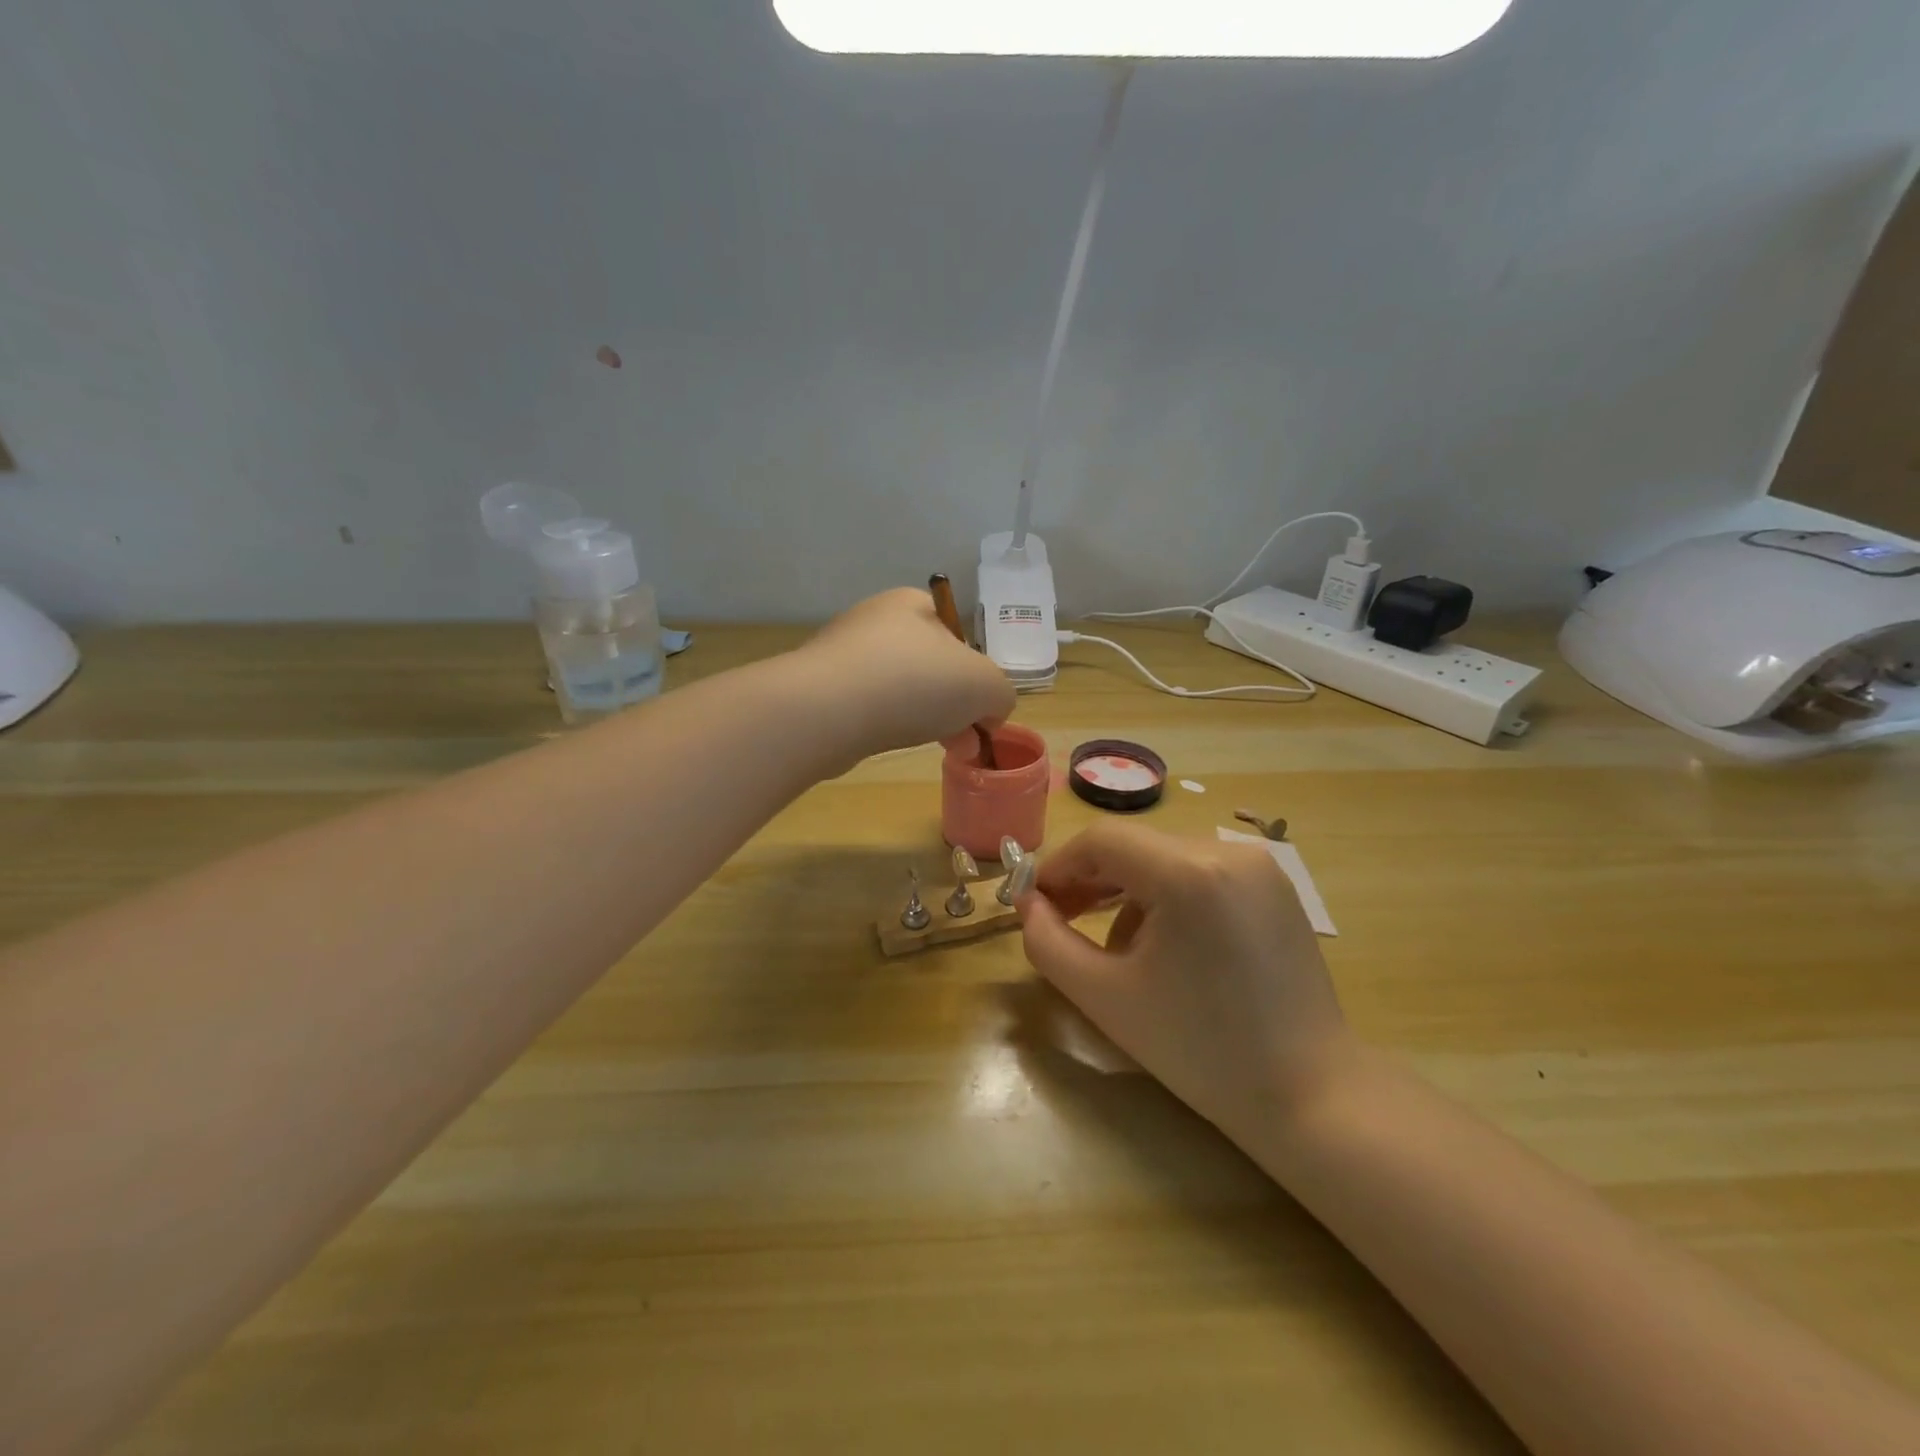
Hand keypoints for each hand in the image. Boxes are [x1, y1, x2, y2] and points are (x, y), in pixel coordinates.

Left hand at [797, 587, 1016, 761]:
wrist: (827, 711)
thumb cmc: (916, 682)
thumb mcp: (985, 686)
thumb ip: (1000, 694)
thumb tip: (988, 711)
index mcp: (912, 603)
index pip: (956, 633)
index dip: (976, 673)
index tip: (982, 711)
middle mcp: (875, 620)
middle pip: (930, 664)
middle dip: (955, 704)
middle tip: (966, 741)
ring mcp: (843, 654)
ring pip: (900, 688)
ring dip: (926, 718)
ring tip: (942, 750)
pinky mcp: (821, 689)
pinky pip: (869, 707)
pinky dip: (887, 725)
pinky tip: (893, 744)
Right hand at [1018, 821, 1352, 1143]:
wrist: (1309, 1096)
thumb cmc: (1199, 1050)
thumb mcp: (1105, 998)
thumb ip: (1049, 943)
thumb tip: (1028, 905)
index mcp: (1189, 873)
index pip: (1102, 840)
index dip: (1059, 866)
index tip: (1035, 904)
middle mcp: (1227, 851)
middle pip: (1135, 847)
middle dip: (1091, 882)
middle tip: (1060, 921)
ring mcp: (1258, 866)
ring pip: (1165, 860)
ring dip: (1128, 893)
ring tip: (1117, 951)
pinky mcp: (1273, 886)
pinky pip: (1199, 873)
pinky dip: (1168, 898)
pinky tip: (1166, 949)